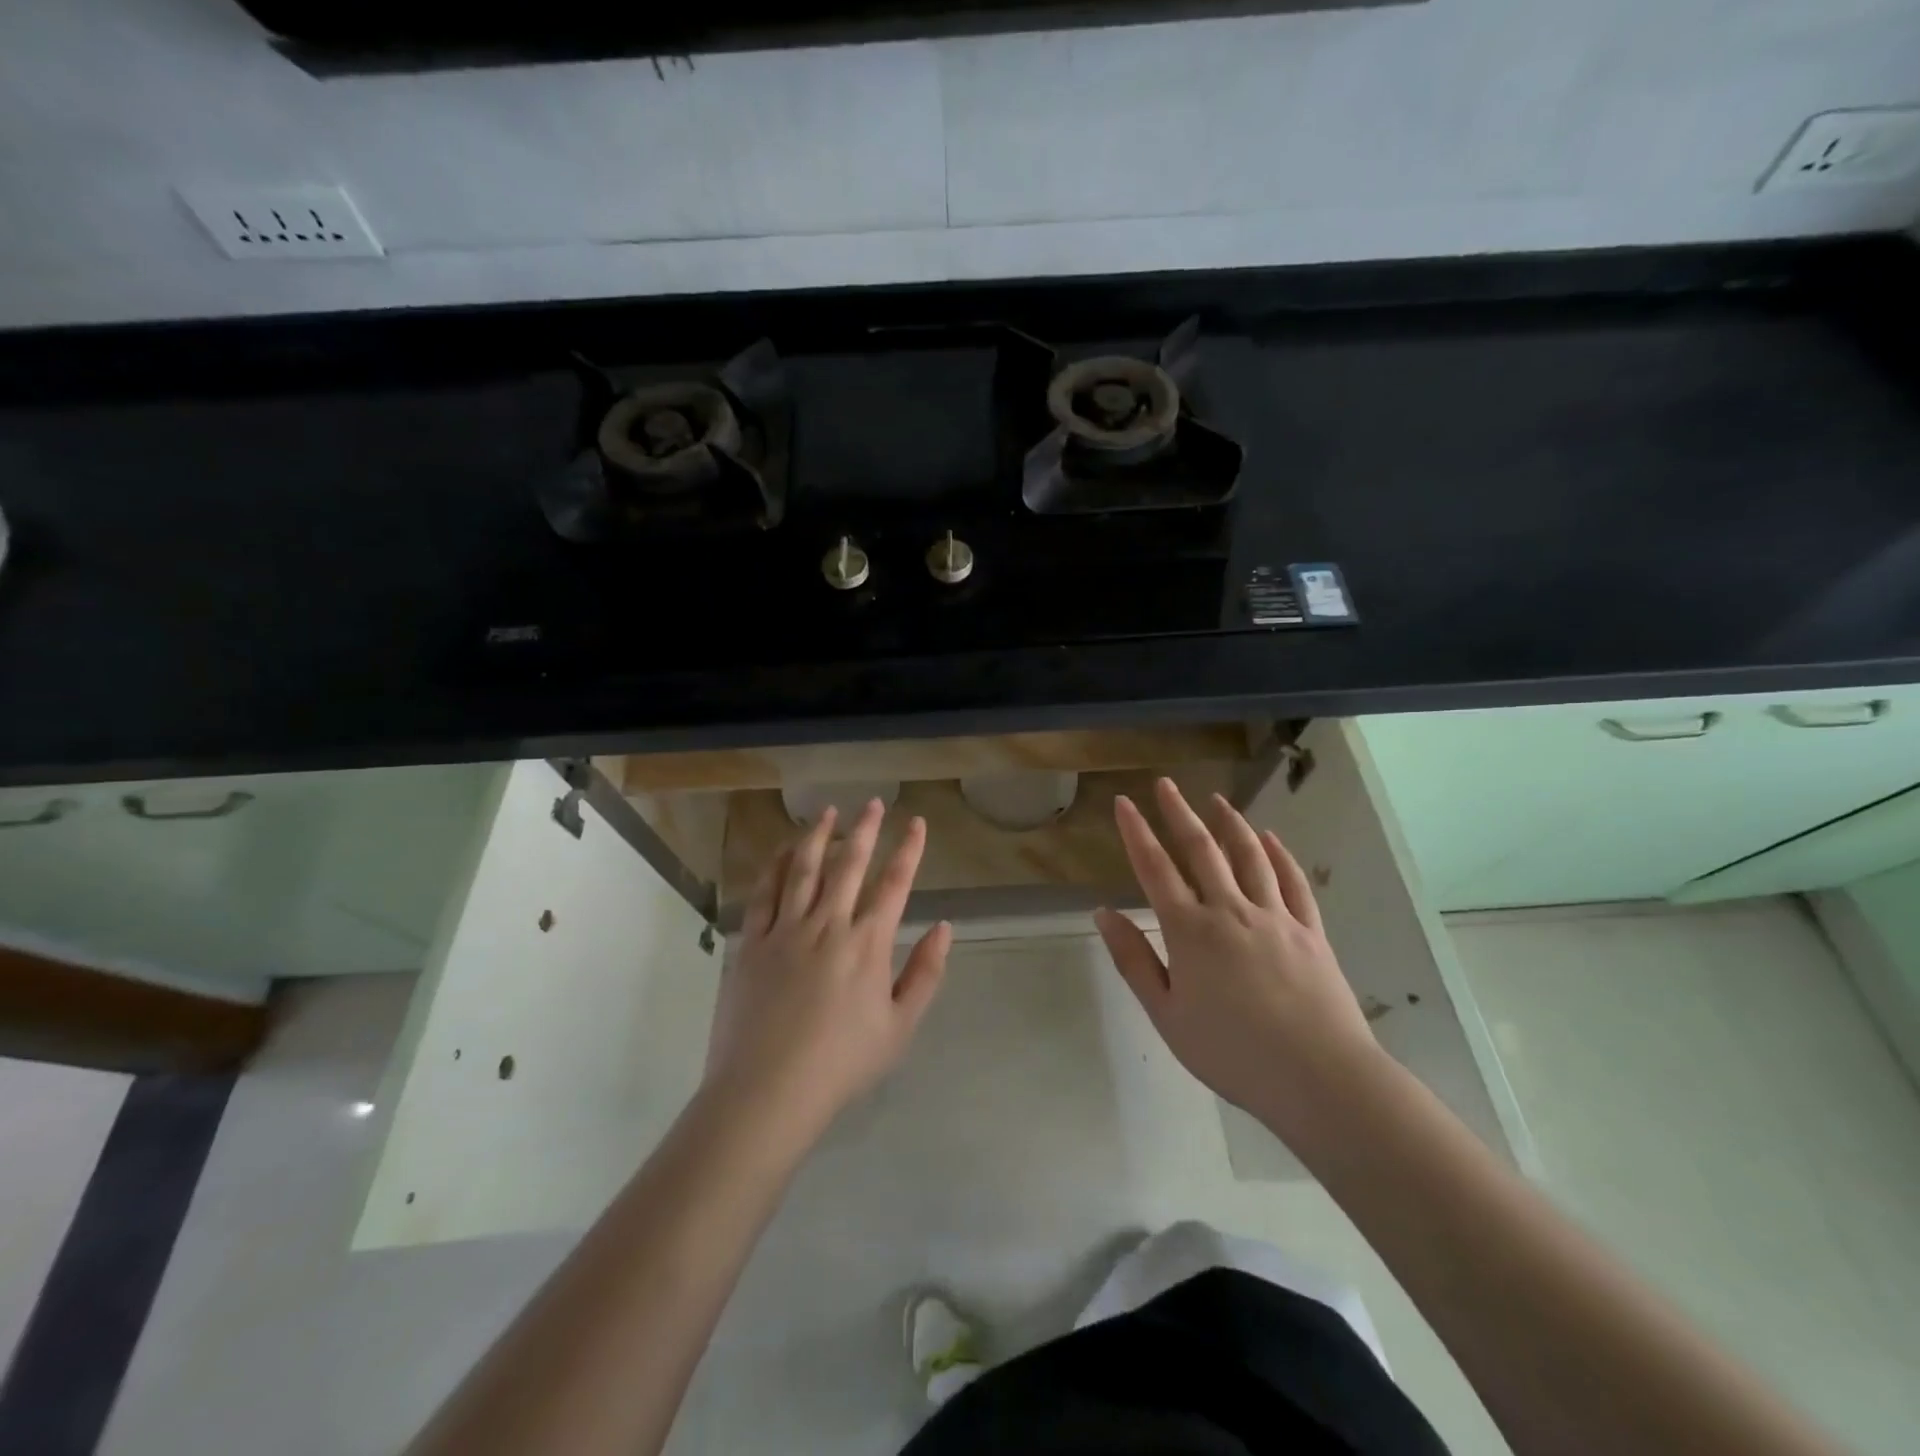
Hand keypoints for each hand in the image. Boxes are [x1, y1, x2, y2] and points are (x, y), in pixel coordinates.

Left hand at [704, 800, 952, 1141]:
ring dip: (818, 836)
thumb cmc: (841, 1064)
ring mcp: (785, 930)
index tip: (916, 822)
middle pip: (849, 864)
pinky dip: (776, 866)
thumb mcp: (900, 1027)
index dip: (909, 849)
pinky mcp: (752, 943)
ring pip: (804, 869)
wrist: (768, 1091)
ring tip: (828, 812)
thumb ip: (926, 973)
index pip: (894, 883)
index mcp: (867, 944)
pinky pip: (764, 893)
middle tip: (872, 803)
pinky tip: (784, 850)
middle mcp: (828, 925)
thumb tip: (945, 927)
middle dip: (865, 829)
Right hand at [1094, 778, 1380, 1138]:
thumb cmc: (1232, 1052)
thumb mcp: (1167, 1015)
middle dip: (1179, 813)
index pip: (1155, 868)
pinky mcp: (1310, 931)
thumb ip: (1134, 961)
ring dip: (1230, 823)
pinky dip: (1279, 855)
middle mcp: (1230, 910)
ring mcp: (1275, 916)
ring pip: (1249, 856)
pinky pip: (1292, 881)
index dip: (1136, 832)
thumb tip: (1103, 913)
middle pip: (1201, 849)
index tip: (1124, 802)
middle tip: (1166, 784)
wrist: (1319, 1078)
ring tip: (1216, 800)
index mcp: (1190, 931)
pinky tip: (1270, 839)